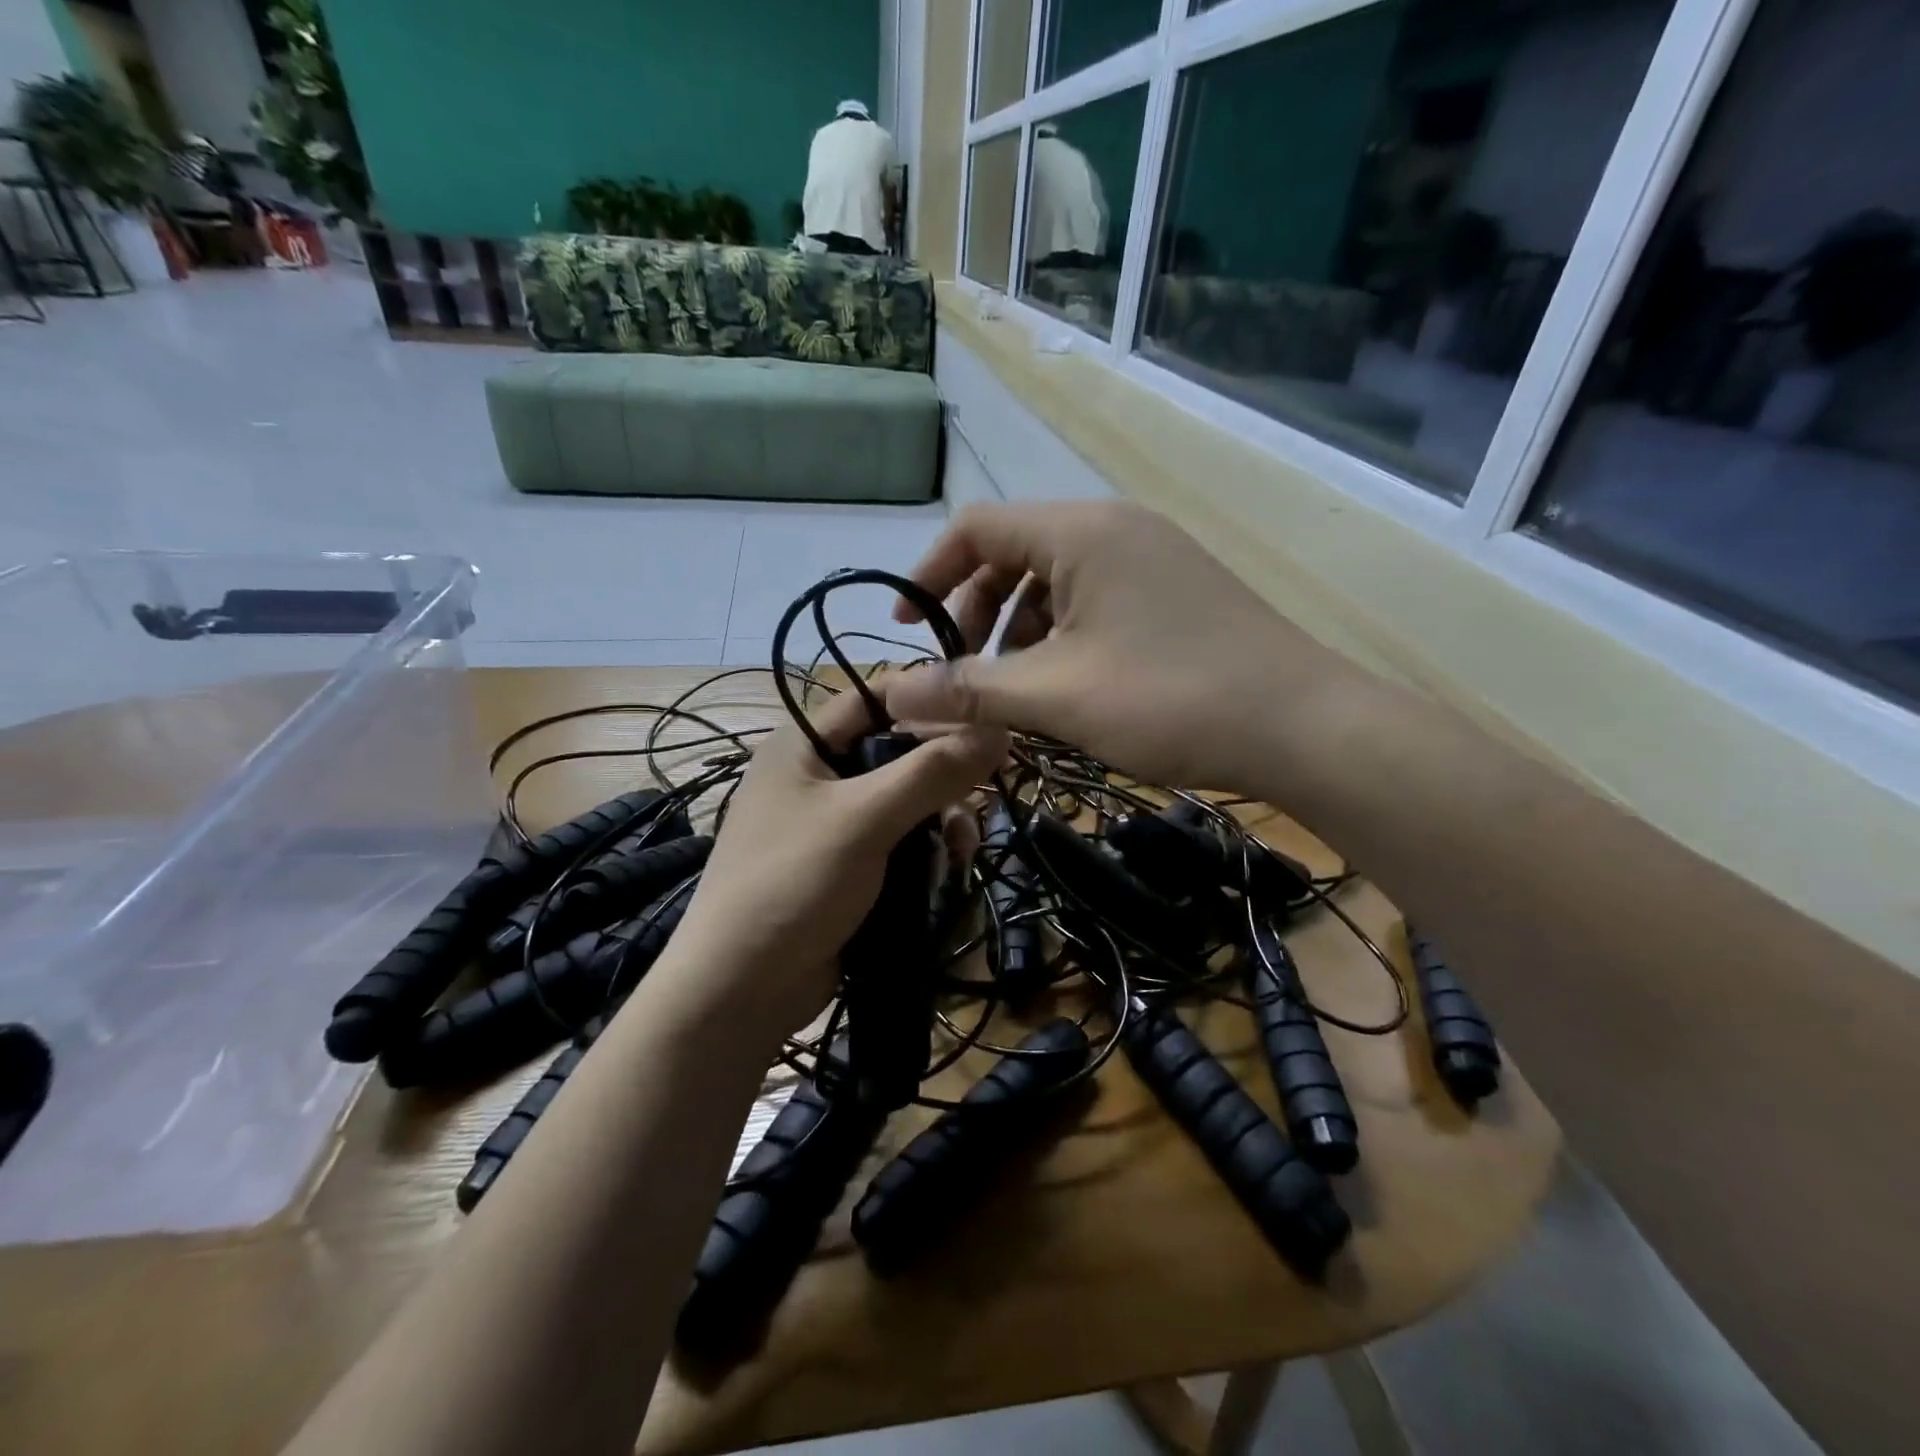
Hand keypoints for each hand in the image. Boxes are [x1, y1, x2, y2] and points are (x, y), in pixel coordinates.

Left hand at [671, 688, 1005, 1040]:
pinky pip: (898, 840)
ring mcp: (831, 824)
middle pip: (897, 751)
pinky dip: (926, 850)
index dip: (929, 701)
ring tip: (962, 849)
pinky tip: (948, 869)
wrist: (739, 991)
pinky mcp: (846, 866)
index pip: (875, 697)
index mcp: (804, 745)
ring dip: (942, 818)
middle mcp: (817, 775)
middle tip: (983, 794)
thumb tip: (999, 729)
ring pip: (905, 800)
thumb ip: (932, 772)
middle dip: (943, 773)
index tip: (986, 719)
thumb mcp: (865, 819)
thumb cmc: (794, 884)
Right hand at [888, 502, 1347, 791]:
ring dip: (1020, 630)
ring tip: (1016, 689)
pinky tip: (1069, 686)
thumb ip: (967, 690)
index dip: (929, 574)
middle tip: (968, 674)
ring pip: (1057, 581)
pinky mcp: (1178, 590)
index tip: (907, 631)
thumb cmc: (1170, 699)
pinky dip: (1064, 635)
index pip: (976, 527)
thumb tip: (891, 696)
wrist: (1304, 727)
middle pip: (1015, 552)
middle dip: (976, 612)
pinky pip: (1096, 599)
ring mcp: (1153, 556)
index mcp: (1081, 531)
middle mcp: (1116, 527)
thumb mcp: (1055, 696)